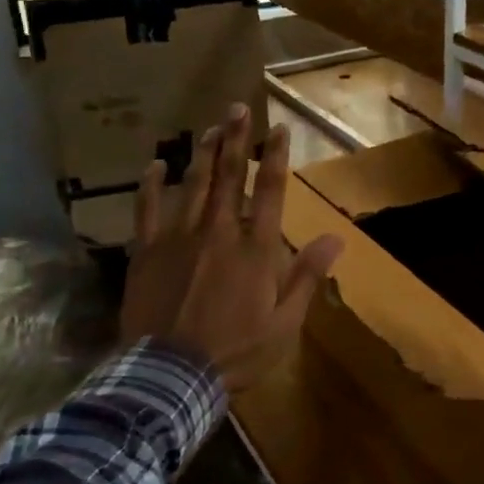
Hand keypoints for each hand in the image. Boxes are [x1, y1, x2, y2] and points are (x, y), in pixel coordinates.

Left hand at [120, 104, 343, 392]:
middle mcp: (219, 231)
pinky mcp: (147, 251)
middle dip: (236, 139)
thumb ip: (307, 276)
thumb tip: (336, 238)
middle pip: (230, 176)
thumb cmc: (236, 351)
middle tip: (238, 107)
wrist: (171, 376)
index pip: (271, 191)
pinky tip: (155, 164)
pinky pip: (148, 209)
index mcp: (255, 248)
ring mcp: (179, 238)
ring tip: (211, 126)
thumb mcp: (284, 323)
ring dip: (203, 152)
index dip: (276, 156)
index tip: (278, 128)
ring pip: (193, 184)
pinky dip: (151, 185)